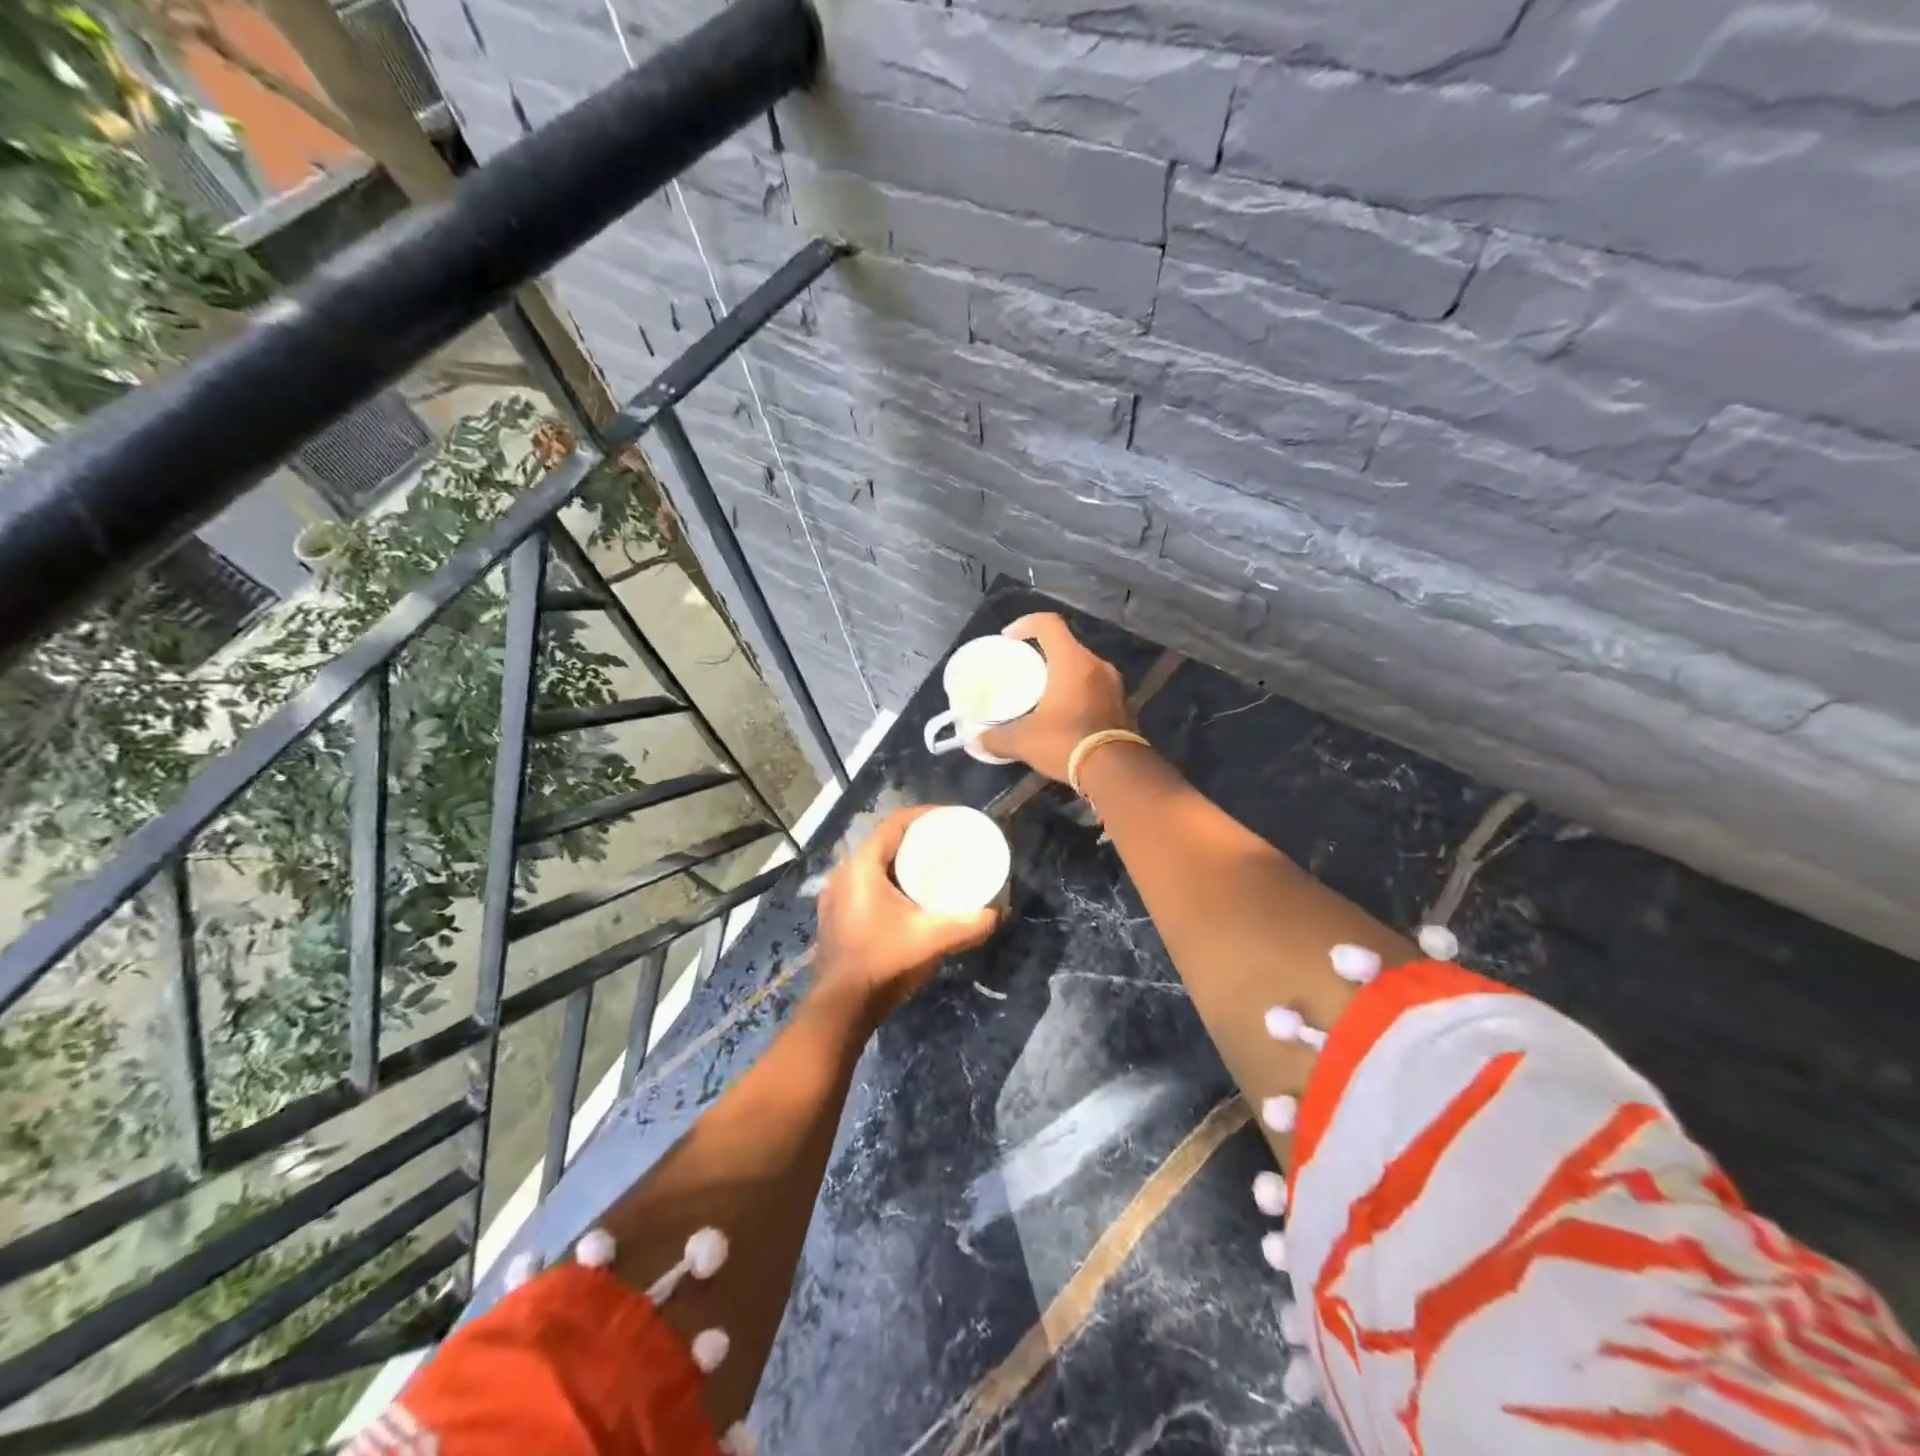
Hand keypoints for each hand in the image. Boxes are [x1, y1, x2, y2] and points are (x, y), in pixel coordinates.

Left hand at [813, 806, 1001, 1020]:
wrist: (841, 1007)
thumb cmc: (884, 962)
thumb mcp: (933, 940)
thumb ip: (969, 924)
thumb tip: (998, 913)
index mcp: (862, 867)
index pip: (894, 824)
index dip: (924, 815)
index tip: (951, 817)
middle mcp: (844, 873)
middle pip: (884, 841)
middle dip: (916, 838)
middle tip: (947, 843)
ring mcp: (835, 895)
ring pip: (873, 864)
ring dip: (900, 861)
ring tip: (931, 867)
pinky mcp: (835, 914)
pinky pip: (865, 883)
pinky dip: (888, 880)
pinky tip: (907, 896)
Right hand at [978, 612, 1134, 781]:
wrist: (1117, 772)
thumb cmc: (1067, 742)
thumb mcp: (1024, 741)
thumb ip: (997, 738)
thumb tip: (977, 742)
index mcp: (1073, 662)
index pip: (1049, 624)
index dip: (1026, 624)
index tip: (1009, 639)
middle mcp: (1097, 665)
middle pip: (1067, 646)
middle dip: (1043, 654)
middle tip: (1024, 670)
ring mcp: (1115, 686)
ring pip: (1083, 668)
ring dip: (1063, 675)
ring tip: (1043, 694)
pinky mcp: (1124, 706)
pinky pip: (1096, 689)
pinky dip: (1079, 695)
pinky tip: (1066, 715)